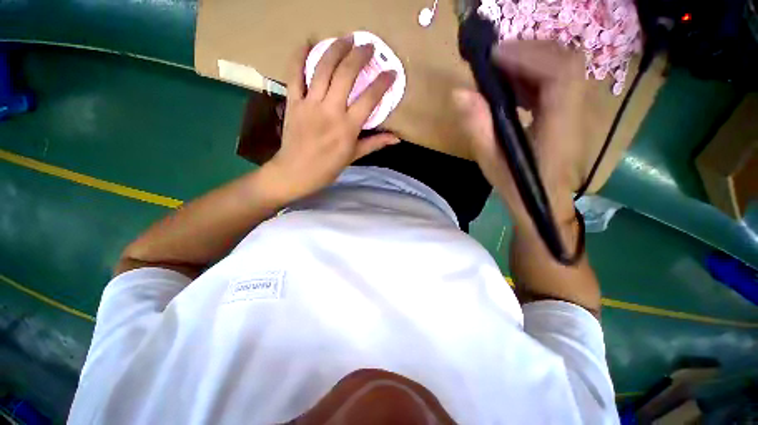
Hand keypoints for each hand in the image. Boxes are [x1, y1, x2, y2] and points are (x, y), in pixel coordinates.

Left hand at [269, 36, 399, 200]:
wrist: (296, 172)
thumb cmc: (328, 168)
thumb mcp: (354, 156)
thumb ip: (375, 143)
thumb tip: (396, 138)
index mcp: (348, 128)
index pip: (369, 99)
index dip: (382, 83)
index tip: (391, 72)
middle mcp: (330, 111)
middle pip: (346, 75)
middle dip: (360, 56)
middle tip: (369, 47)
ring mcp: (310, 104)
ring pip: (323, 69)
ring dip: (336, 49)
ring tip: (346, 38)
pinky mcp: (293, 102)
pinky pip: (294, 74)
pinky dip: (299, 56)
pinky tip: (308, 43)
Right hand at [454, 41, 588, 226]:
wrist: (544, 203)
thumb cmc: (517, 186)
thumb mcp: (490, 160)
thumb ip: (477, 127)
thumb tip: (459, 93)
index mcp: (558, 124)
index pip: (558, 72)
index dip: (528, 55)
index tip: (493, 57)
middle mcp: (573, 110)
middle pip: (564, 60)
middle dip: (527, 51)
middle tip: (493, 61)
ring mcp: (574, 109)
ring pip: (561, 67)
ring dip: (529, 61)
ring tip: (499, 71)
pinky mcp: (567, 112)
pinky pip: (555, 80)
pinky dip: (532, 74)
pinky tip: (511, 86)